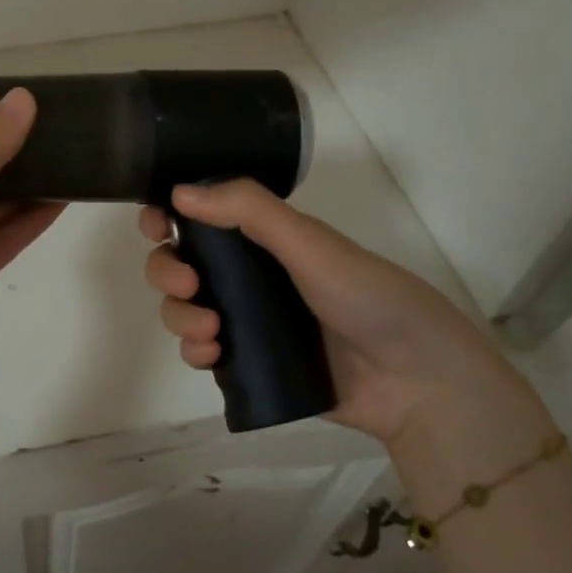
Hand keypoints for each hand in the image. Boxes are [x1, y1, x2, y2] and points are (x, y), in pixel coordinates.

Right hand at [139, 179, 525, 443]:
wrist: (415, 382)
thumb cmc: (368, 297)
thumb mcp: (311, 244)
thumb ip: (249, 212)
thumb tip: (179, 190)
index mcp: (263, 236)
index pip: (199, 216)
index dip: (168, 216)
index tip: (157, 226)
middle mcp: (247, 273)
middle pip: (179, 262)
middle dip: (167, 270)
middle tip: (188, 285)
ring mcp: (246, 318)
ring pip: (183, 307)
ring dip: (179, 314)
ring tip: (210, 330)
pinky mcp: (247, 362)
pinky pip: (199, 349)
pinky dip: (193, 349)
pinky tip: (212, 354)